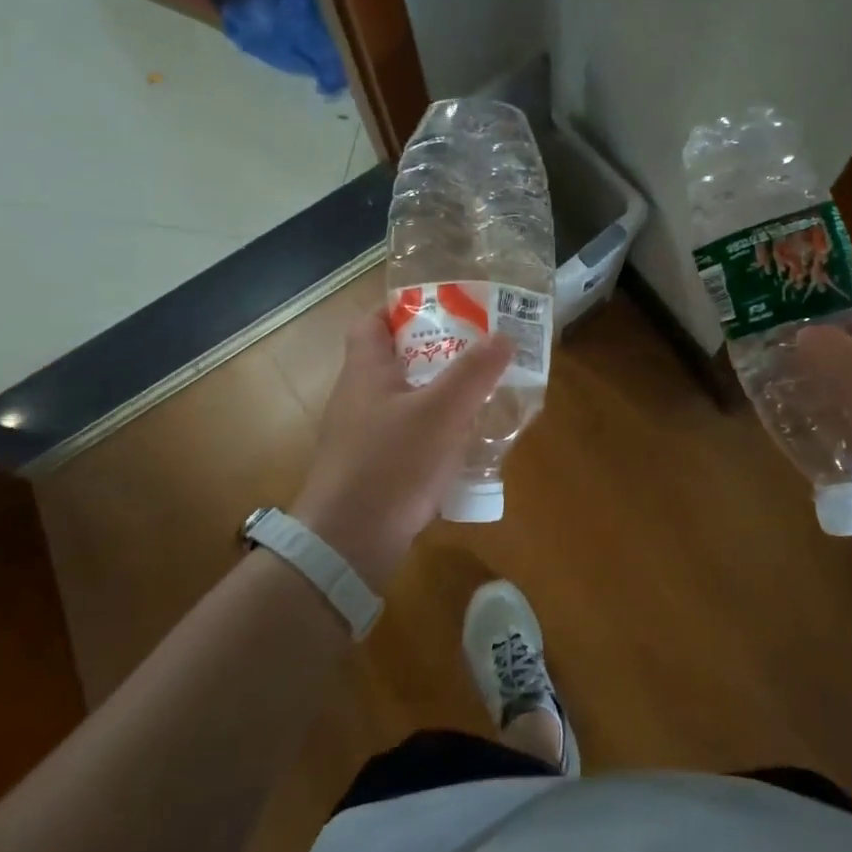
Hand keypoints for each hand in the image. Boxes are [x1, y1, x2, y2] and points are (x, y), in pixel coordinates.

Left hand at [291, 312, 512, 587]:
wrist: (347, 544)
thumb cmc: (391, 464)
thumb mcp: (442, 412)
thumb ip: (474, 373)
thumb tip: (504, 336)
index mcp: (365, 371)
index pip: (372, 321)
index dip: (402, 307)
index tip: (444, 307)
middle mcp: (356, 397)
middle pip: (394, 359)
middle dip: (435, 351)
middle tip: (476, 350)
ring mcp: (359, 436)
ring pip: (402, 400)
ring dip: (437, 394)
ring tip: (478, 393)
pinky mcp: (369, 469)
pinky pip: (404, 436)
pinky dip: (431, 432)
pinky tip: (461, 445)